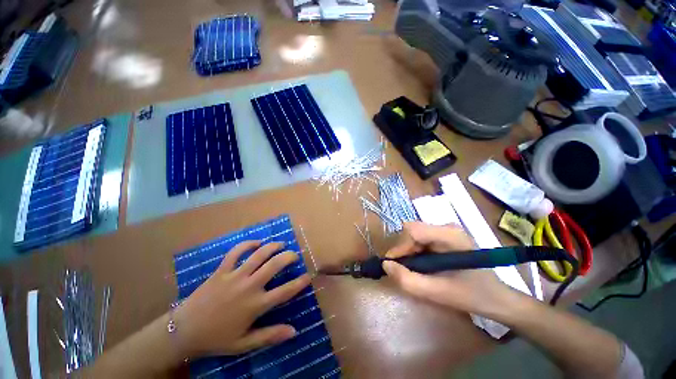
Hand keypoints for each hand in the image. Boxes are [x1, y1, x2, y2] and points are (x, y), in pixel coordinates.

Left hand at [173, 241, 310, 357]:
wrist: (183, 331)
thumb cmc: (216, 339)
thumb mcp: (244, 343)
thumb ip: (270, 336)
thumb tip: (294, 331)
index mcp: (256, 305)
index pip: (286, 291)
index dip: (300, 282)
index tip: (308, 276)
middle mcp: (249, 286)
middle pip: (275, 265)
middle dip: (289, 257)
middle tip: (295, 255)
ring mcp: (235, 276)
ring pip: (259, 254)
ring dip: (273, 246)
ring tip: (281, 244)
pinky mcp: (221, 270)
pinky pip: (236, 252)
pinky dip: (247, 244)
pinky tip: (256, 243)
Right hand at [382, 222, 521, 316]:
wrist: (497, 298)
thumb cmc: (471, 295)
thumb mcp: (437, 293)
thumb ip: (408, 280)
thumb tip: (385, 265)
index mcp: (450, 235)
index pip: (413, 230)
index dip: (399, 247)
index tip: (394, 265)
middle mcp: (447, 227)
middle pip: (412, 231)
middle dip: (404, 251)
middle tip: (403, 270)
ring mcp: (446, 230)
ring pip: (414, 235)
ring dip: (409, 252)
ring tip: (413, 270)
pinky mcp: (444, 236)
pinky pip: (421, 239)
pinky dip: (415, 252)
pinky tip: (421, 265)